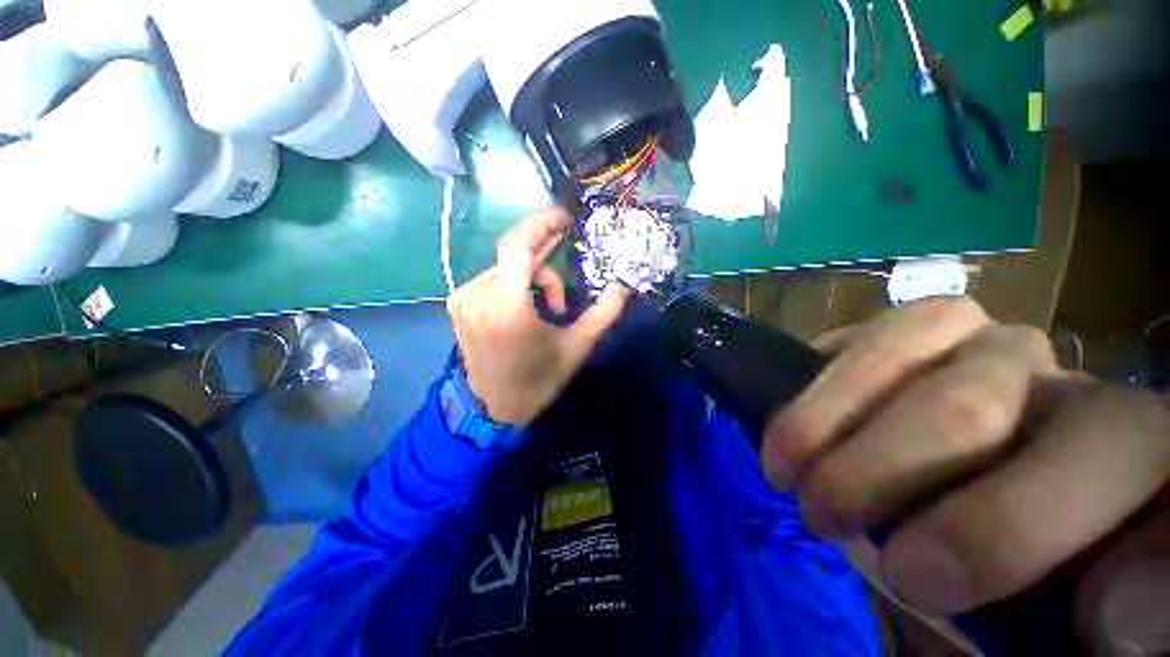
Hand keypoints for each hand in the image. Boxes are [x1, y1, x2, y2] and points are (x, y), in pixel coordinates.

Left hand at [447, 207, 630, 426]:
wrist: (492, 409)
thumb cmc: (536, 381)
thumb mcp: (575, 348)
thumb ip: (602, 313)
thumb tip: (623, 286)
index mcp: (507, 306)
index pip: (517, 246)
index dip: (541, 224)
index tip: (563, 216)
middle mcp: (478, 295)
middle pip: (515, 255)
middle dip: (543, 253)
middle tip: (565, 247)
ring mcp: (463, 299)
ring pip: (505, 268)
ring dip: (532, 277)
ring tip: (552, 305)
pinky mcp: (459, 305)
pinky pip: (493, 279)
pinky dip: (515, 284)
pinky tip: (528, 305)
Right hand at [760, 297, 1169, 614]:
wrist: (990, 520)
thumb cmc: (1037, 575)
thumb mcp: (1078, 610)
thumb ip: (1115, 606)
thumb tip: (1119, 602)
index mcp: (1132, 447)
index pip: (1107, 447)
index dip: (1004, 523)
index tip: (912, 581)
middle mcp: (1060, 378)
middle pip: (971, 397)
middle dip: (878, 464)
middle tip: (818, 514)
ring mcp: (981, 344)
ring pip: (910, 336)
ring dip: (830, 406)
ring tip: (786, 461)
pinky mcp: (918, 338)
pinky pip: (867, 332)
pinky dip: (822, 372)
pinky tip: (796, 405)